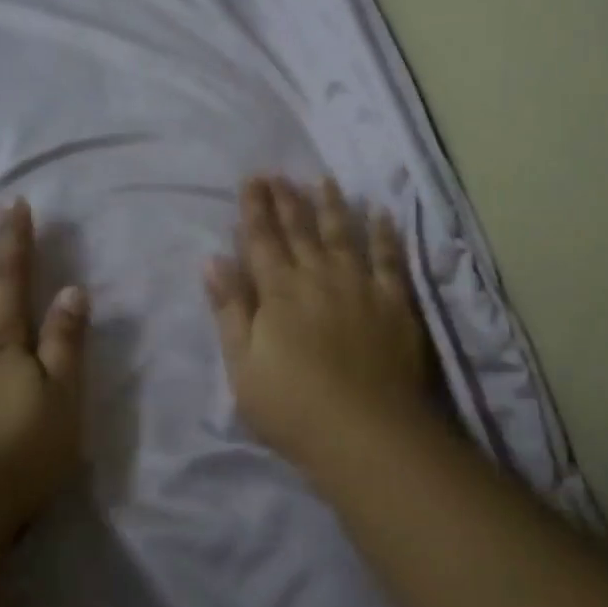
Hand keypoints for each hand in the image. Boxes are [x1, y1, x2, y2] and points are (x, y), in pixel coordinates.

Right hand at [205, 176, 433, 463]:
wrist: (366, 434)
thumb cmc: (293, 407)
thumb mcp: (243, 366)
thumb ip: (230, 310)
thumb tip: (213, 260)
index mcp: (278, 292)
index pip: (261, 240)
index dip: (254, 208)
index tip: (252, 179)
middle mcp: (318, 277)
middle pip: (300, 230)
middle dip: (286, 199)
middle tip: (279, 172)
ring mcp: (360, 286)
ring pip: (343, 235)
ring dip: (332, 205)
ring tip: (324, 180)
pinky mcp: (395, 303)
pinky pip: (389, 259)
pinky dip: (384, 234)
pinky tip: (380, 213)